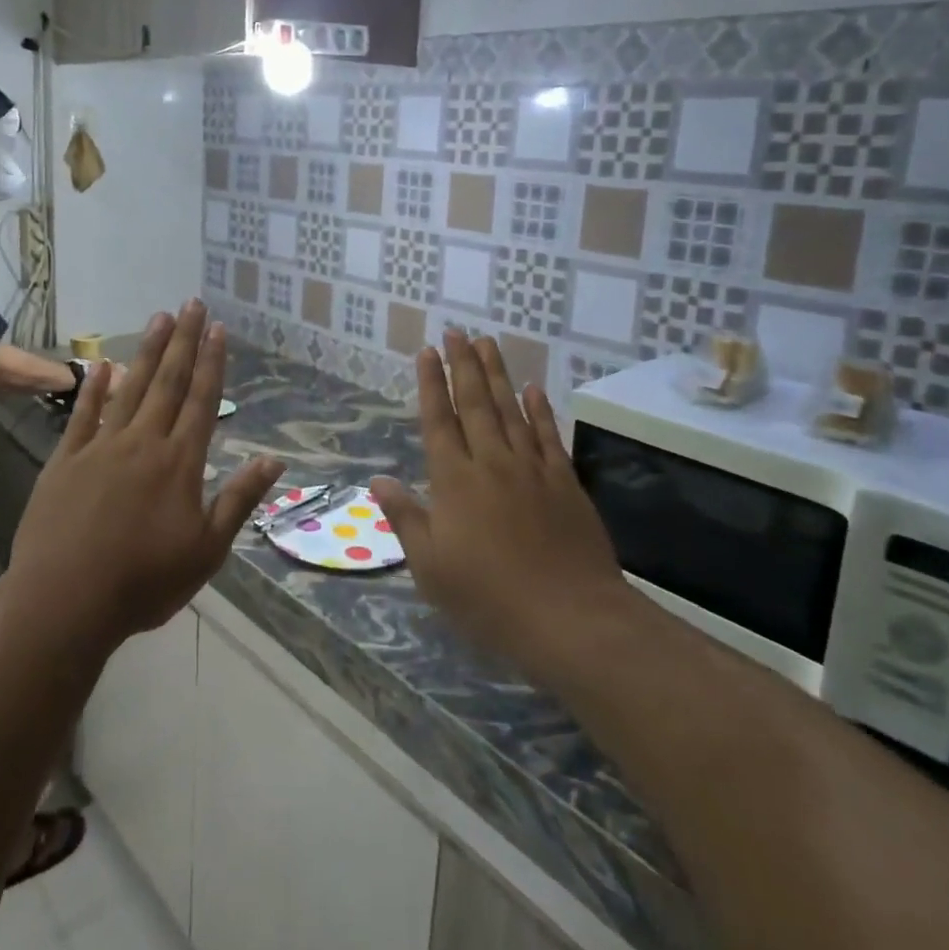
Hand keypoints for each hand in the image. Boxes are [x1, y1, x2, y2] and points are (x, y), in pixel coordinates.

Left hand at [10, 301, 283, 644]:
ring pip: (131, 388)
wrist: (65, 602)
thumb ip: (239, 499)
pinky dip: (94, 387)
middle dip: (184, 341)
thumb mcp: (207, 550)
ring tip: (160, 318)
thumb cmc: (144, 581)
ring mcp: (101, 447)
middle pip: (169, 382)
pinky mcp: (66, 460)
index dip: (213, 363)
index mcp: (180, 462)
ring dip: (148, 352)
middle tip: (193, 303)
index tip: (219, 329)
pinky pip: (83, 415)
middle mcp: (144, 442)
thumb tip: (275, 460)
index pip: (202, 401)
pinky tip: (101, 364)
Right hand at [370, 331, 624, 680]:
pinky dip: (540, 410)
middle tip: (457, 331)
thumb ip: (405, 518)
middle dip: (463, 364)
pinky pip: (549, 436)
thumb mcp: (431, 568)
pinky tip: (533, 390)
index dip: (431, 384)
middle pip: (475, 404)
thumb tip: (378, 480)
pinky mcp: (565, 483)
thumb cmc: (489, 598)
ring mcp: (532, 469)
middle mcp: (492, 463)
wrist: (570, 618)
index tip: (427, 351)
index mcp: (455, 481)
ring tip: (487, 344)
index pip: (439, 421)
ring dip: (497, 375)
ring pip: (511, 410)